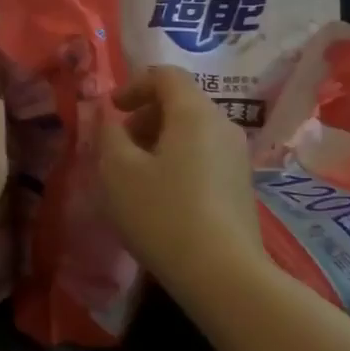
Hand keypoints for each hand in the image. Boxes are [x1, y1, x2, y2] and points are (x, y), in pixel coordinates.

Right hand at [99, 65, 271, 306]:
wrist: (222, 275)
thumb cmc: (162, 214)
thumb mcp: (118, 171)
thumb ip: (108, 134)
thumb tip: (109, 118)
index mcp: (194, 113)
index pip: (165, 76)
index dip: (133, 85)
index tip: (111, 111)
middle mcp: (222, 126)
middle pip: (181, 102)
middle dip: (144, 115)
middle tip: (119, 144)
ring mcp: (237, 157)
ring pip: (192, 130)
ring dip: (159, 139)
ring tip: (135, 173)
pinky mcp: (240, 185)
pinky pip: (204, 155)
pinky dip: (177, 159)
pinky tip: (161, 195)